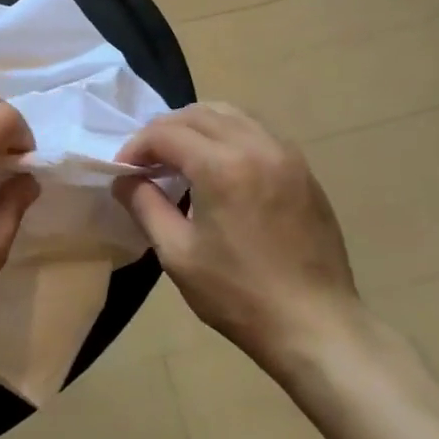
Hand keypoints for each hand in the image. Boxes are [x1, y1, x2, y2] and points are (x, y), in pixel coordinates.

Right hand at [115, 103, 358, 370]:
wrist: (315, 324)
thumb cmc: (238, 294)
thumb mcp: (177, 254)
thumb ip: (145, 206)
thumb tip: (123, 179)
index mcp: (222, 166)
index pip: (166, 133)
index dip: (136, 146)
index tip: (123, 171)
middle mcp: (256, 146)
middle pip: (198, 114)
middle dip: (164, 131)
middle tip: (146, 161)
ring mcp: (285, 154)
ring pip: (232, 115)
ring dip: (197, 126)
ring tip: (180, 157)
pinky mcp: (303, 169)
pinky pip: (258, 132)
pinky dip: (229, 135)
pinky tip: (220, 166)